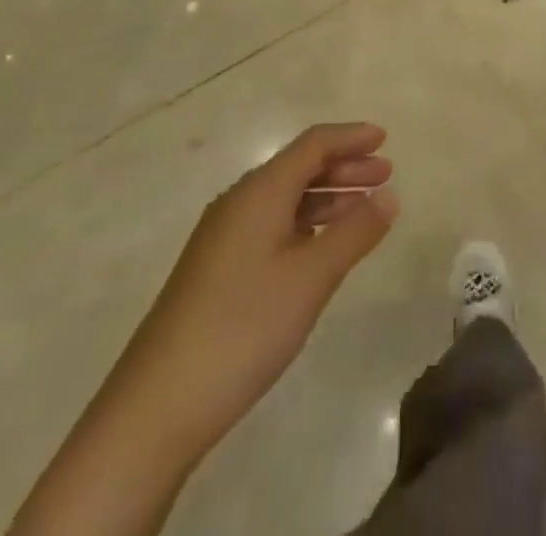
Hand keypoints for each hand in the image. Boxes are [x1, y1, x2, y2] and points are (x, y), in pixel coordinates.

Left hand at [140, 123, 398, 443]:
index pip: (313, 145)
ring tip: (365, 210)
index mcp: (259, 192)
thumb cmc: (243, 328)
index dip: (351, 137)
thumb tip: (389, 194)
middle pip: (299, 167)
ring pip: (285, 199)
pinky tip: (322, 247)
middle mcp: (239, 203)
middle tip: (386, 175)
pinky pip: (271, 225)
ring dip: (327, 197)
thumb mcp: (311, 278)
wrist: (156, 408)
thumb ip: (355, 232)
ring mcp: (223, 237)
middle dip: (344, 166)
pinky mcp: (217, 269)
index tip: (385, 138)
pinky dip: (306, 224)